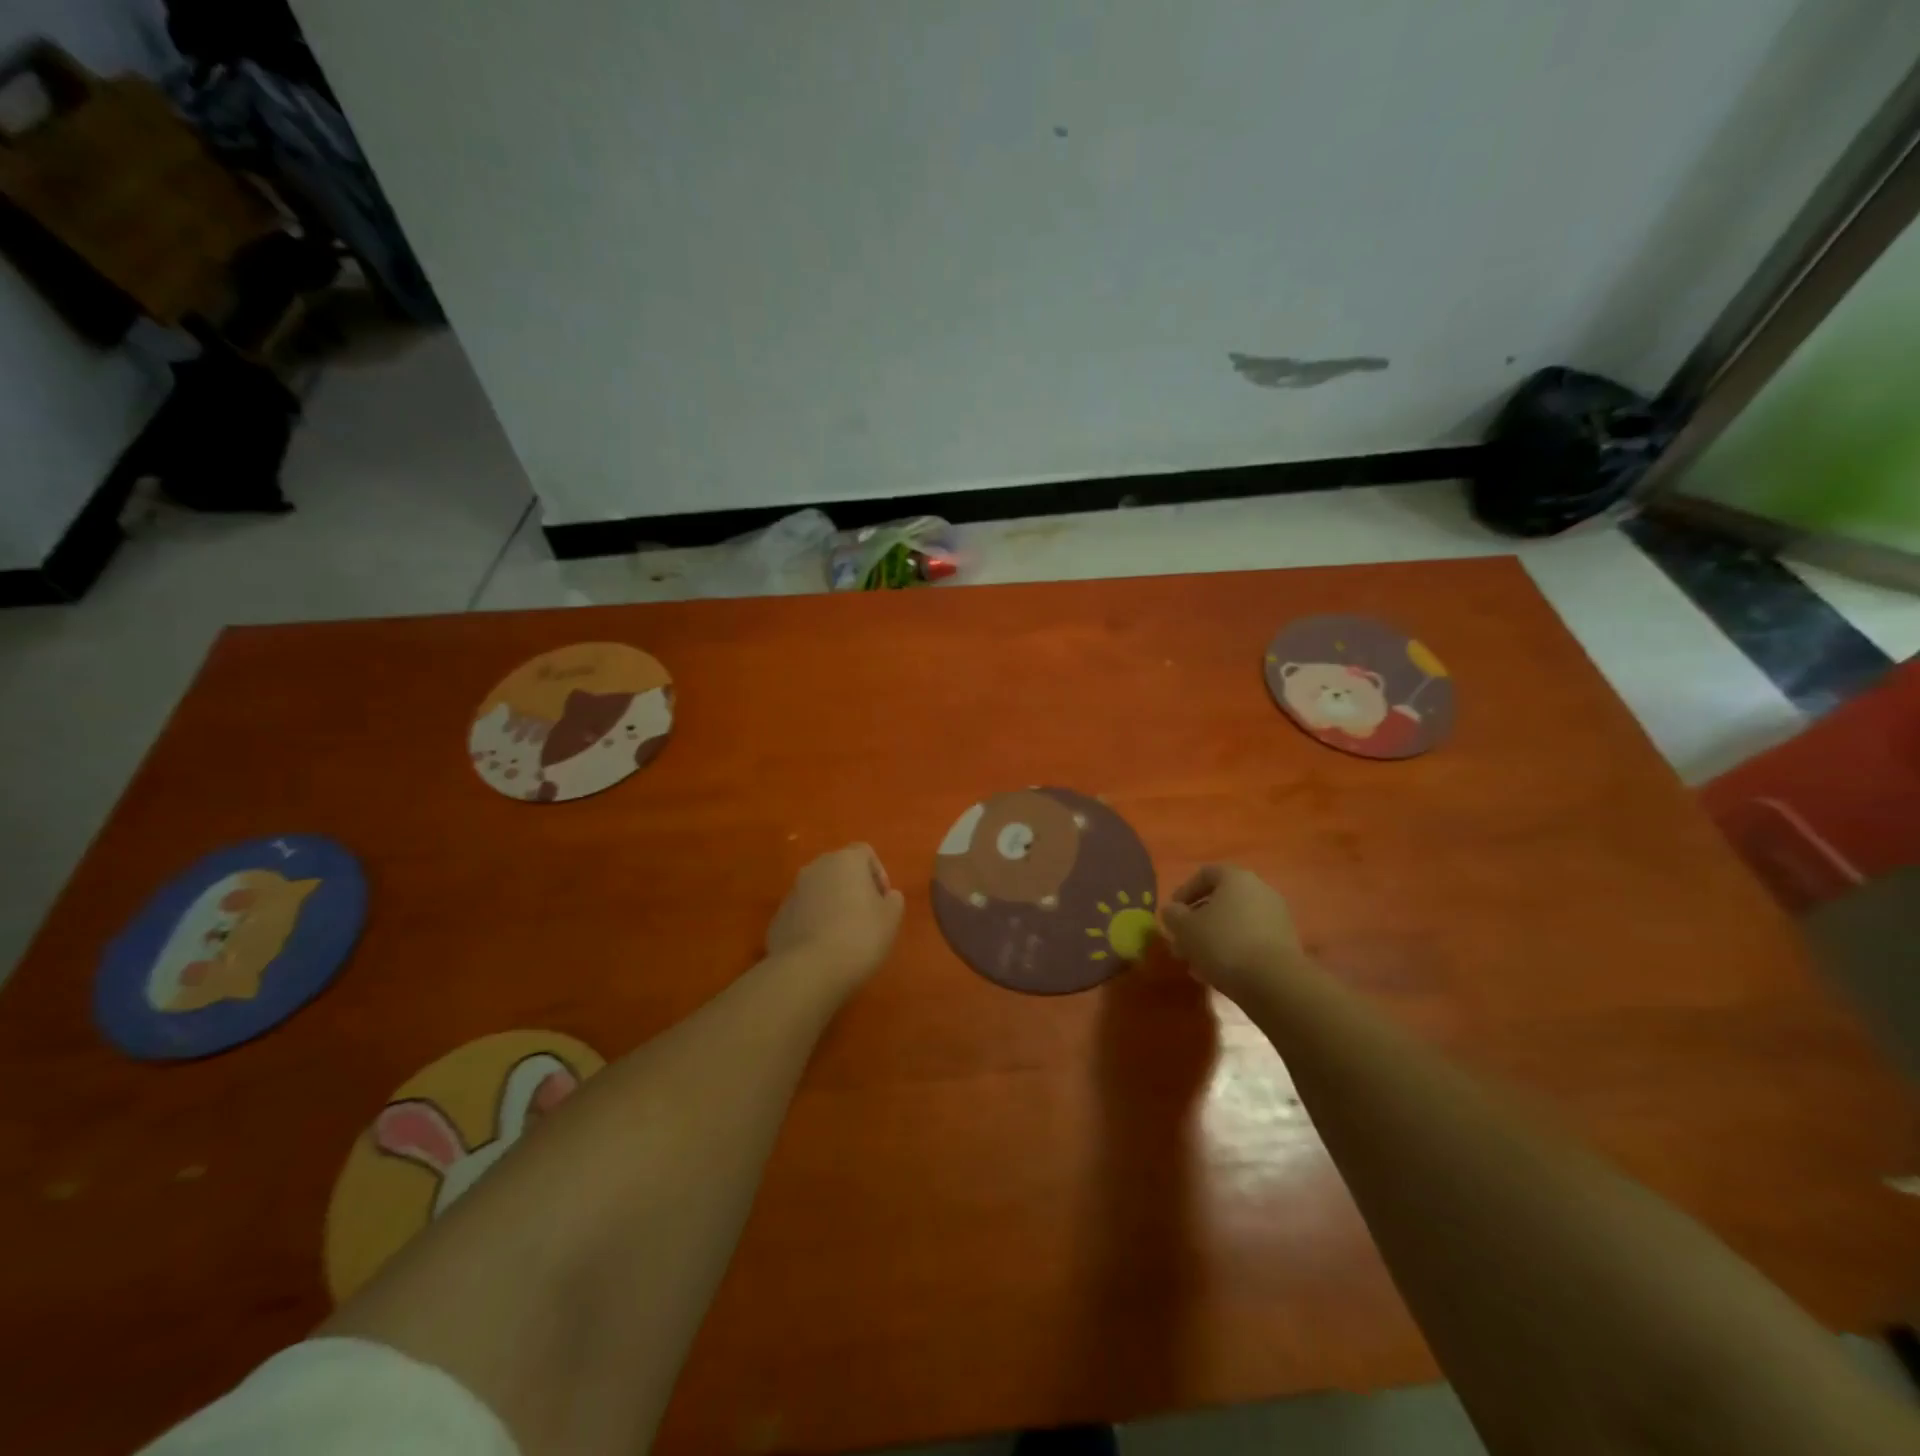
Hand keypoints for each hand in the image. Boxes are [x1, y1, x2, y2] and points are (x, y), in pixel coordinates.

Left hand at [766, 844, 904, 989]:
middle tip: (865, 916)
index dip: (878, 874)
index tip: (883, 900)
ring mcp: (793, 891)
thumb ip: (893, 900)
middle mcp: (816, 868)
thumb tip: (886, 896)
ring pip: (819, 890)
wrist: (808, 970)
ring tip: (843, 935)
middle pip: (839, 869)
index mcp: (845, 861)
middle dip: (853, 887)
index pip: (865, 852)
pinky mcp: (779, 916)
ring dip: (832, 904)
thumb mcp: (891, 919)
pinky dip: (814, 922)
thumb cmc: (859, 937)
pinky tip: (822, 947)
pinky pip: (803, 912)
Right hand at [1161, 864, 1310, 1002]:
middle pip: (1222, 900)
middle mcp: (1260, 890)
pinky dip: (1233, 950)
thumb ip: (1173, 915)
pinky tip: (1219, 972)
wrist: (1274, 982)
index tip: (1172, 913)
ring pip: (1236, 922)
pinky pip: (1251, 939)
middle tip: (1182, 941)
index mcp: (1236, 878)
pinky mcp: (1286, 943)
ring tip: (1197, 962)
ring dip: (1214, 938)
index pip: (1205, 874)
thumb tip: (1172, 911)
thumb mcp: (1185, 928)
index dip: (1184, 892)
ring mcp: (1276, 916)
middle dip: (1198, 920)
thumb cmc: (1223, 943)